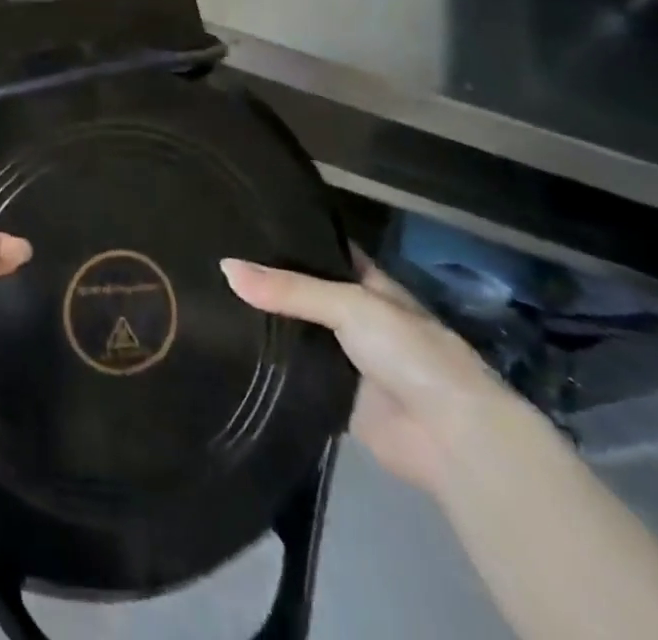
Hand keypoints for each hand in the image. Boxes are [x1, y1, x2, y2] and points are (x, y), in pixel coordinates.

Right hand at [221, 256, 524, 497]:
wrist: (451, 440)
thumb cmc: (410, 353)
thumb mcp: (349, 304)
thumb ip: (288, 288)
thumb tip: (224, 267)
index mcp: (366, 282)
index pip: (320, 248)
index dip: (287, 234)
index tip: (241, 218)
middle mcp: (353, 315)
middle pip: (301, 290)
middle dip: (265, 279)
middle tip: (210, 254)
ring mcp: (343, 357)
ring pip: (294, 331)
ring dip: (263, 322)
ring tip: (207, 295)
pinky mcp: (332, 396)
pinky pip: (292, 373)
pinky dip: (267, 363)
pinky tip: (225, 344)